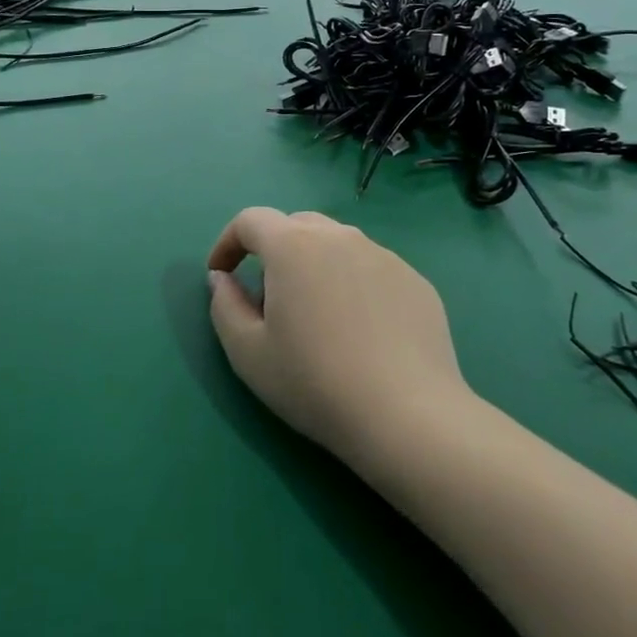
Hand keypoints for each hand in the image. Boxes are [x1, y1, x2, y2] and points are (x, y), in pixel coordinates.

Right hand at [206, 208, 468, 464]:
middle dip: (272, 250)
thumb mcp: (247, 353)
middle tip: (269, 296)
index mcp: (293, 245)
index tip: (221, 274)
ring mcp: (384, 256)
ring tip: (317, 314)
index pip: (250, 220)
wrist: (407, 416)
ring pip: (337, 244)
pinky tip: (361, 331)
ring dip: (315, 265)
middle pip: (296, 225)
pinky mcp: (415, 281)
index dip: (228, 242)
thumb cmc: (314, 382)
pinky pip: (371, 269)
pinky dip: (354, 284)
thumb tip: (222, 278)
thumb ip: (224, 305)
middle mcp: (340, 236)